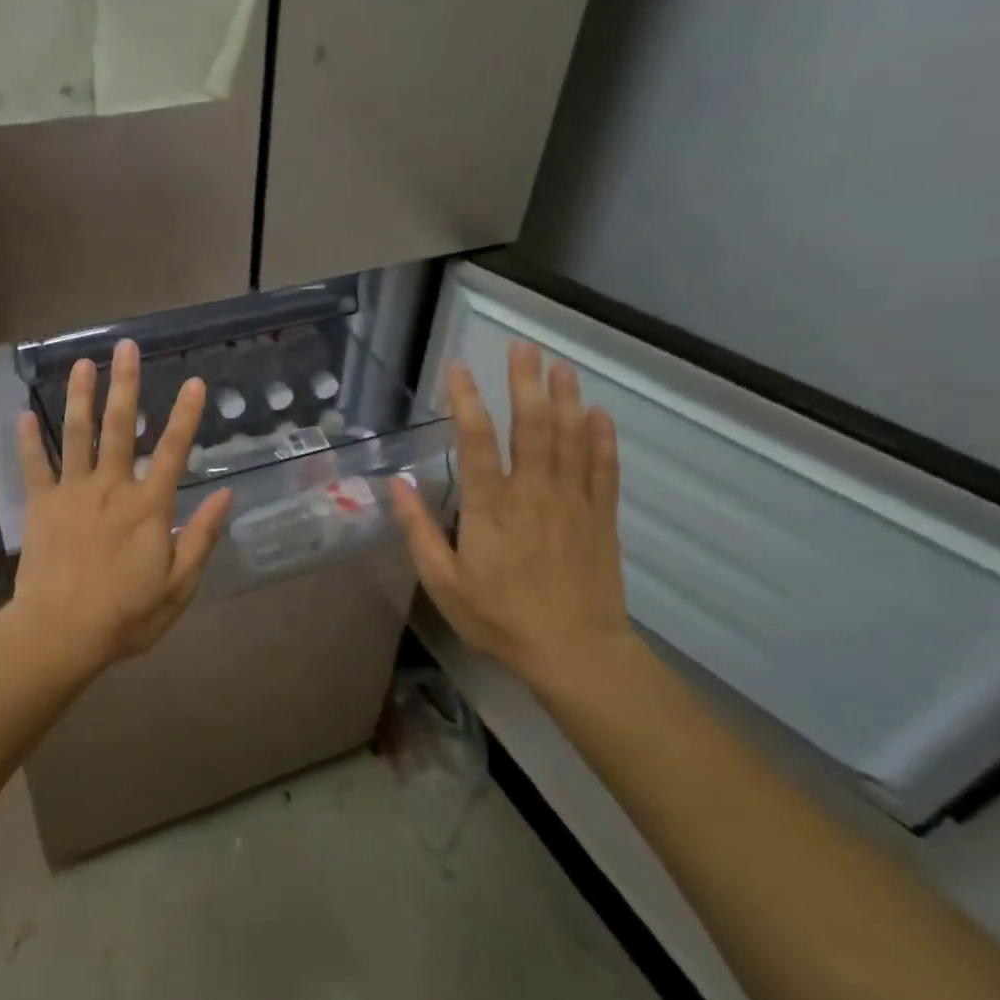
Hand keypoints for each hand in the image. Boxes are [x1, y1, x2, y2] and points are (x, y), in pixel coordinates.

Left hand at [11, 340, 231, 672]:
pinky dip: (28, 440)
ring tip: (83, 363)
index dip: (185, 415)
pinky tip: (24, 412)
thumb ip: (201, 537)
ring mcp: (72, 492)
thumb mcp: (178, 585)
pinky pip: (34, 465)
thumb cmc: (126, 615)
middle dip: (125, 384)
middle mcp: (111, 487)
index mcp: (148, 506)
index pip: (172, 450)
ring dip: (80, 396)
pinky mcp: (41, 505)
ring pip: (76, 434)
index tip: (193, 381)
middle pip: (119, 427)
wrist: (61, 632)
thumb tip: (225, 495)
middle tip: (126, 346)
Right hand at [389, 343, 633, 689]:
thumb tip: (396, 485)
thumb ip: (419, 530)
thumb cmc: (500, 618)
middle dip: (525, 382)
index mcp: (490, 507)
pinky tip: (599, 413)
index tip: (458, 367)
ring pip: (570, 438)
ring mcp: (572, 502)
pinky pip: (603, 469)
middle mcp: (532, 493)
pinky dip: (602, 439)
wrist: (575, 652)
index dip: (466, 399)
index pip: (476, 440)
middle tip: (523, 347)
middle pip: (531, 426)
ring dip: (565, 398)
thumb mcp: (443, 582)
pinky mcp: (600, 518)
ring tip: (561, 365)